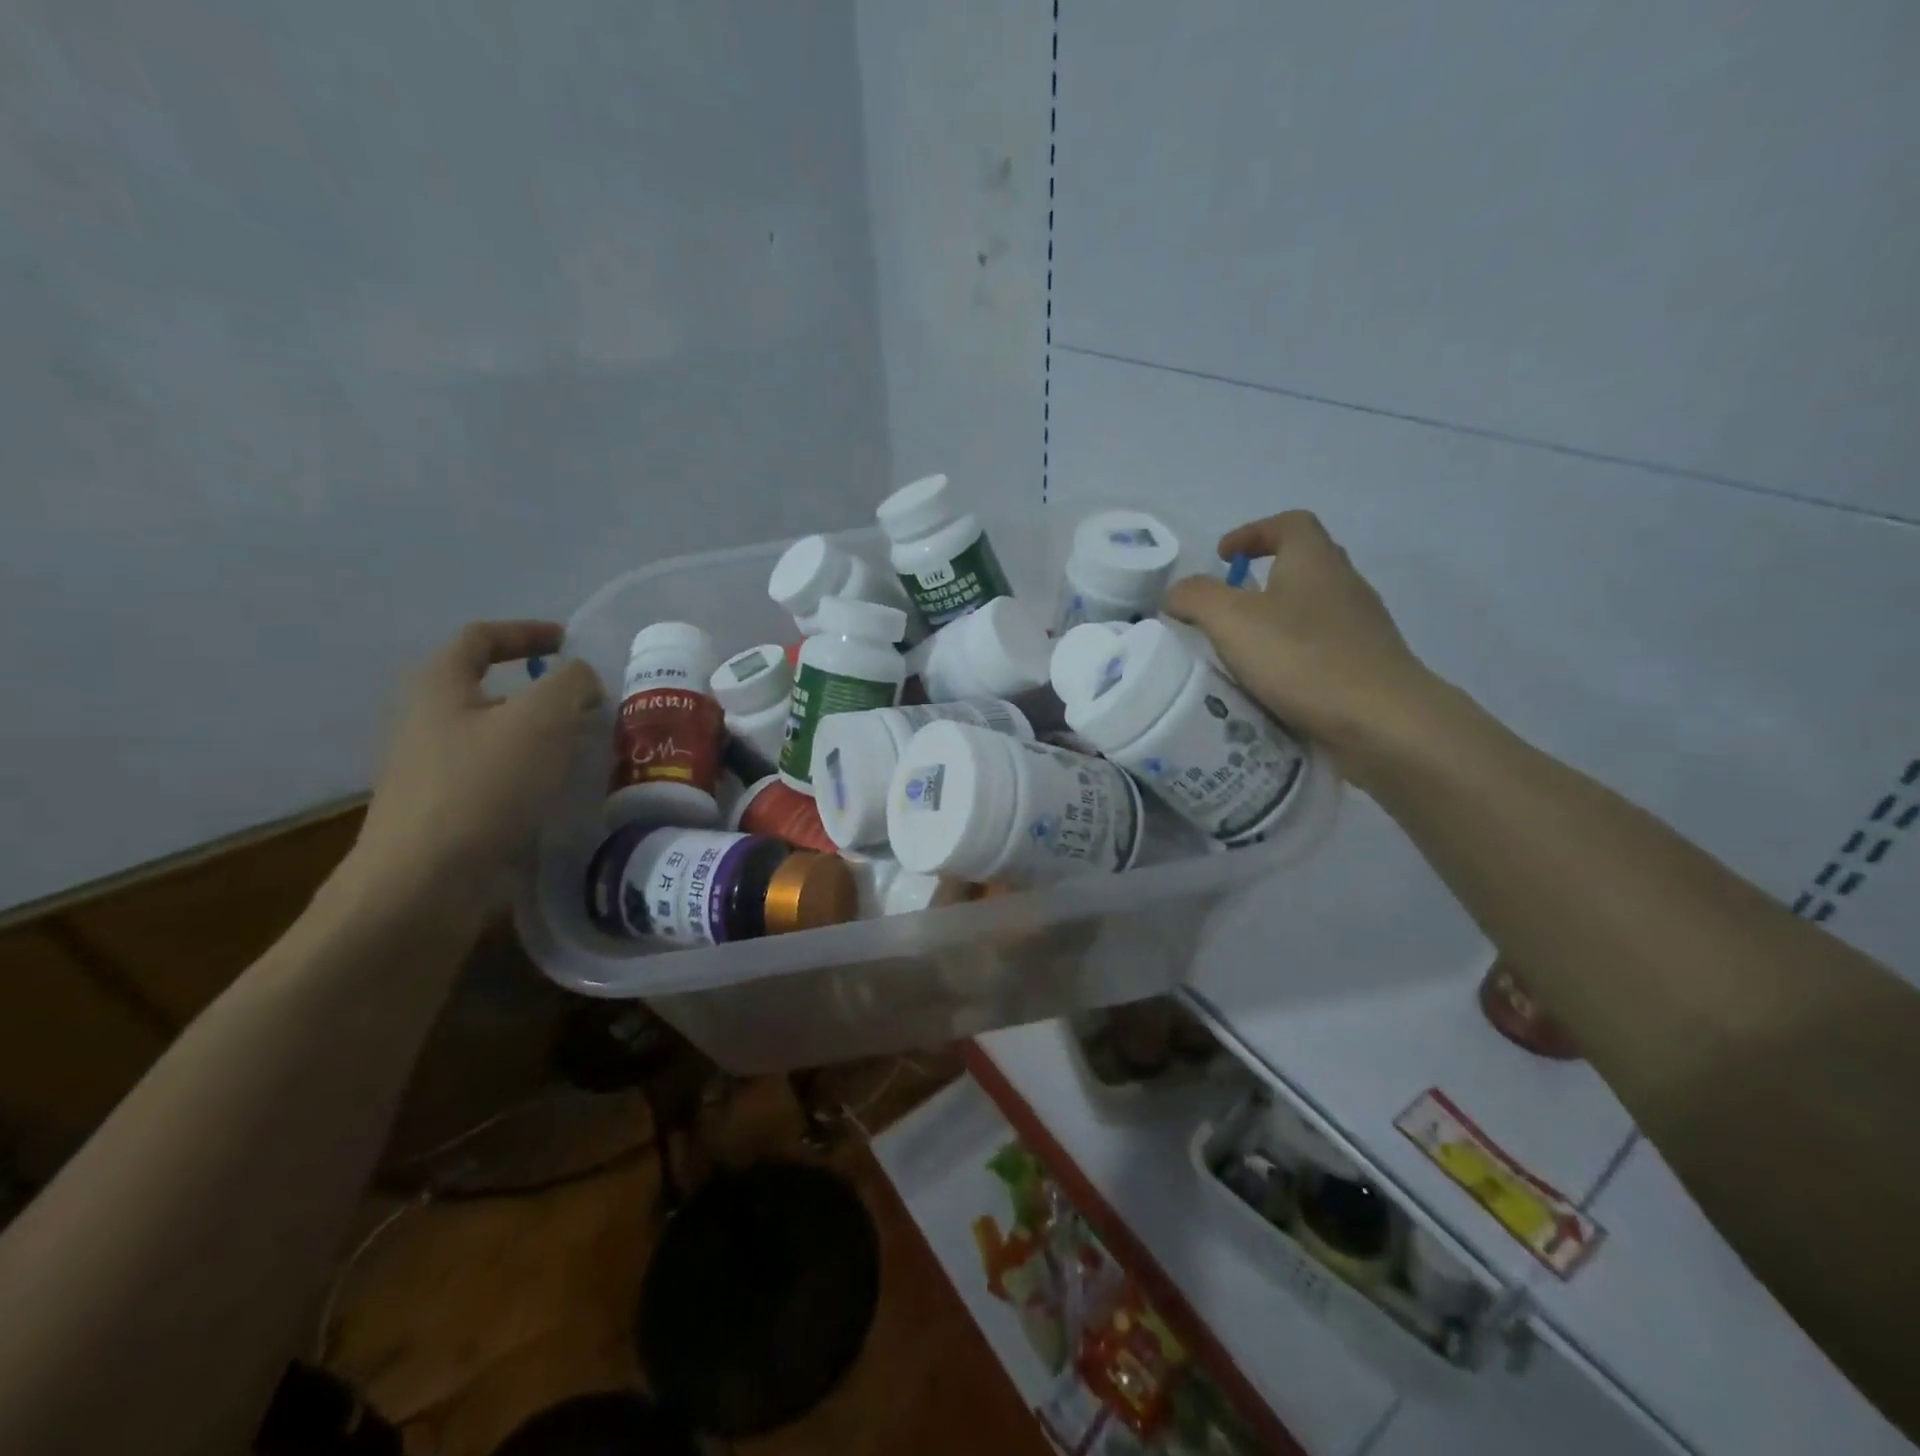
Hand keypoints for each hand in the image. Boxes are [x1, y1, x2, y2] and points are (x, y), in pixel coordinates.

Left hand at [344, 622, 603, 925]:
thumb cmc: (483, 786)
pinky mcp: (447, 814)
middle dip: (543, 694)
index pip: (480, 639)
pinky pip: (499, 780)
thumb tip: (580, 680)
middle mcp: (427, 723)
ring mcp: (432, 772)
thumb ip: (570, 684)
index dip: (525, 632)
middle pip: (490, 692)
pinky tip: (564, 795)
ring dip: (543, 739)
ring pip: (498, 739)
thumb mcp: (542, 719)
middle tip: (591, 707)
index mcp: (439, 687)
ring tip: (589, 752)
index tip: (568, 642)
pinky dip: (534, 776)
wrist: (425, 883)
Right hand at [1164, 512, 1438, 779]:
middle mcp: (1345, 584)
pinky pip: (1320, 650)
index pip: (1289, 524)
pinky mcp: (1366, 667)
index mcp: (1315, 561)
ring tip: (1240, 653)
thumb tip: (1176, 593)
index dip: (1253, 533)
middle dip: (1262, 580)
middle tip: (1226, 608)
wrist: (1381, 722)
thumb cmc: (1303, 658)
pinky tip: (1270, 686)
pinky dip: (1292, 659)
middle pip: (1303, 565)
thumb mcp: (1231, 621)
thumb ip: (1196, 598)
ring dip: (1276, 623)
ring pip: (1311, 611)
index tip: (1222, 557)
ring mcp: (1361, 628)